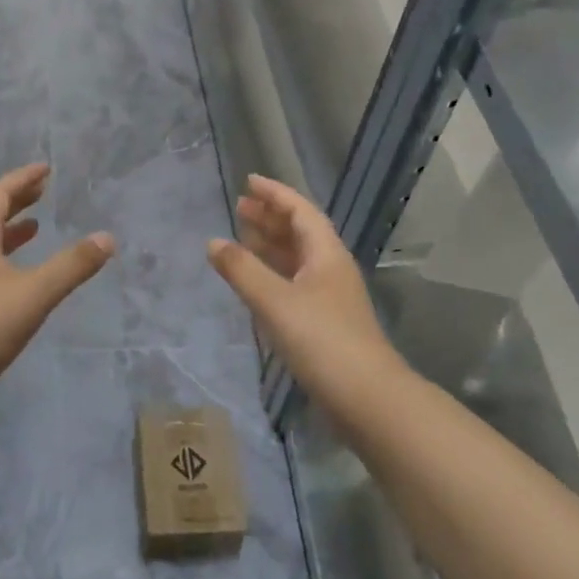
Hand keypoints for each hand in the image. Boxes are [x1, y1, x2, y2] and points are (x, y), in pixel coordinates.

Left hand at [0, 165, 114, 378]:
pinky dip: (10, 260)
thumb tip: (107, 238)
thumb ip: (72, 265)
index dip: (21, 180)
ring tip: (36, 226)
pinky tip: (24, 276)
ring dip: (12, 230)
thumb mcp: (35, 292)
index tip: (45, 170)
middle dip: (17, 200)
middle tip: (43, 190)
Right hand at [207, 175, 401, 406]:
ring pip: (296, 259)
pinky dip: (272, 273)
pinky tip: (255, 280)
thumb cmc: (321, 339)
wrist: (365, 396)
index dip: (274, 194)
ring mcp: (328, 297)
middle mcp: (330, 269)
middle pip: (299, 232)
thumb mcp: (275, 300)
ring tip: (241, 236)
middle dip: (270, 217)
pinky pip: (293, 283)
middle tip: (238, 207)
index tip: (248, 182)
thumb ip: (242, 270)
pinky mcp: (323, 322)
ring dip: (270, 245)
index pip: (300, 211)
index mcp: (325, 254)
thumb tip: (213, 242)